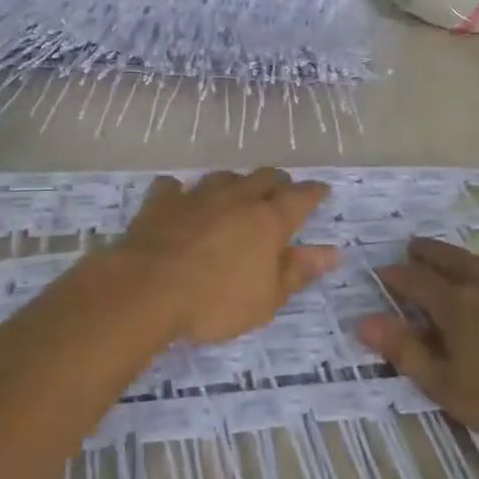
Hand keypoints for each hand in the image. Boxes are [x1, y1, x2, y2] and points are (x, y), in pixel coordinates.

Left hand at [115, 169, 337, 344]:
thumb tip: (331, 252)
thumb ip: (298, 271)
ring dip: (236, 183)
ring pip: (224, 177)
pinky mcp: (162, 201)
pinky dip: (182, 191)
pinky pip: (175, 186)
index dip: (314, 193)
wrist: (147, 290)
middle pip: (264, 178)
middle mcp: (237, 199)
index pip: (300, 197)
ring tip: (237, 194)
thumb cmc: (215, 302)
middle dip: (278, 183)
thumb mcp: (266, 299)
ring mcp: (197, 196)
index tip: (322, 191)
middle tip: (282, 193)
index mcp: (268, 221)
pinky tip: (180, 198)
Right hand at [360, 237, 478, 450]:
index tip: (381, 271)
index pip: (417, 280)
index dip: (396, 275)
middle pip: (449, 260)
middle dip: (427, 252)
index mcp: (456, 305)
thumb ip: (406, 351)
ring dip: (455, 255)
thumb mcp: (446, 385)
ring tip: (445, 254)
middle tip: (411, 246)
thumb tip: (364, 321)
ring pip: (477, 262)